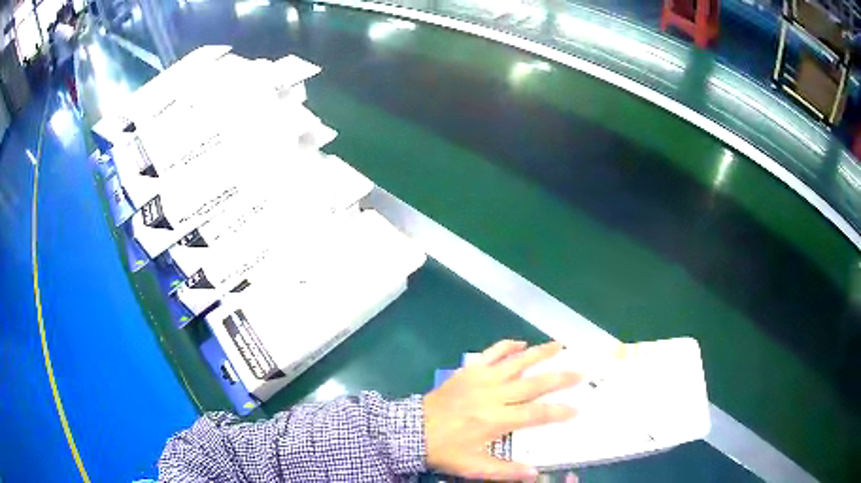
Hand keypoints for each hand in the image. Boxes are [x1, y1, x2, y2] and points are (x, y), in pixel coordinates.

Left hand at [424, 340, 580, 480]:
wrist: (412, 430)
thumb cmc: (445, 450)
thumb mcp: (473, 467)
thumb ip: (505, 471)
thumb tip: (535, 474)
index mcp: (496, 420)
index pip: (536, 414)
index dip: (558, 412)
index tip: (576, 409)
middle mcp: (493, 395)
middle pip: (534, 383)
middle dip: (560, 378)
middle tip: (580, 372)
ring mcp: (481, 379)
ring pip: (517, 362)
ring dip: (540, 353)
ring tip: (561, 345)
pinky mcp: (469, 371)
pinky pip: (491, 353)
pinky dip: (507, 345)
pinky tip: (521, 343)